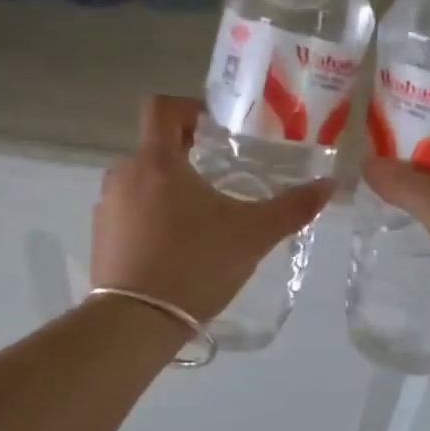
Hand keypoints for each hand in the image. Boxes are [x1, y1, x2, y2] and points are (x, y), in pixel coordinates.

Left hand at [92, 95, 333, 322]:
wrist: (135, 322)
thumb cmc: (195, 264)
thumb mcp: (252, 236)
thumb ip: (291, 208)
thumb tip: (330, 184)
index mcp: (156, 161)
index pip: (161, 108)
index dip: (188, 108)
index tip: (214, 131)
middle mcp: (123, 175)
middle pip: (155, 149)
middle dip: (186, 160)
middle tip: (219, 182)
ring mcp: (106, 208)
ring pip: (141, 184)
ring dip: (167, 193)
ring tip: (199, 223)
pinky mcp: (99, 239)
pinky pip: (128, 215)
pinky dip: (149, 221)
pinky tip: (173, 252)